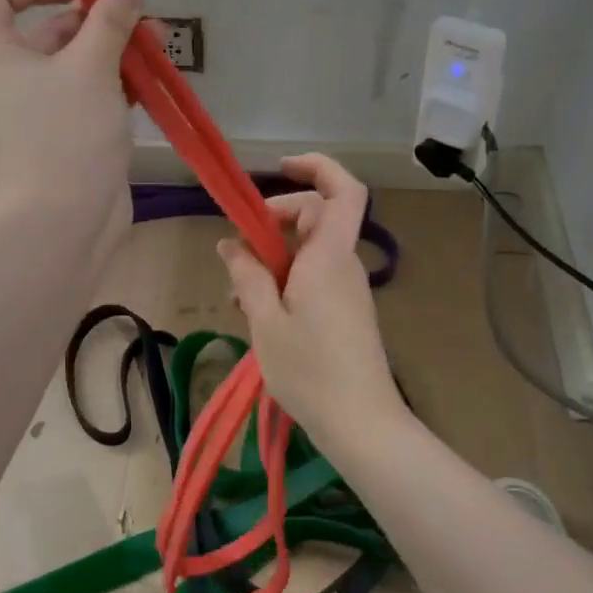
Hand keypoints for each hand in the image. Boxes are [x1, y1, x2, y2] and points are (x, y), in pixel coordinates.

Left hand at [0, 0, 143, 241]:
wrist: (63, 220)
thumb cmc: (67, 132)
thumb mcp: (92, 67)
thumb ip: (110, 21)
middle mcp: (3, 78)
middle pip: (46, 30)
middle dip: (95, 21)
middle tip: (140, 20)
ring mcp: (30, 111)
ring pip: (70, 66)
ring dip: (110, 53)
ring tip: (154, 47)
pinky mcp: (57, 136)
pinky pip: (80, 97)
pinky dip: (109, 86)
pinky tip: (145, 84)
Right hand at [216, 154, 408, 444]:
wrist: (361, 424)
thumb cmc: (310, 371)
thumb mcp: (265, 321)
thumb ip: (247, 276)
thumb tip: (231, 243)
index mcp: (329, 256)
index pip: (342, 190)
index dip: (316, 168)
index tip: (279, 168)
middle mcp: (344, 263)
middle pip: (315, 217)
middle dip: (274, 221)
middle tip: (240, 251)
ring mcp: (348, 288)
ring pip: (310, 250)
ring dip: (274, 258)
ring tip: (241, 296)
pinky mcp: (346, 310)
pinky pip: (314, 276)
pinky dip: (286, 281)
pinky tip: (261, 313)